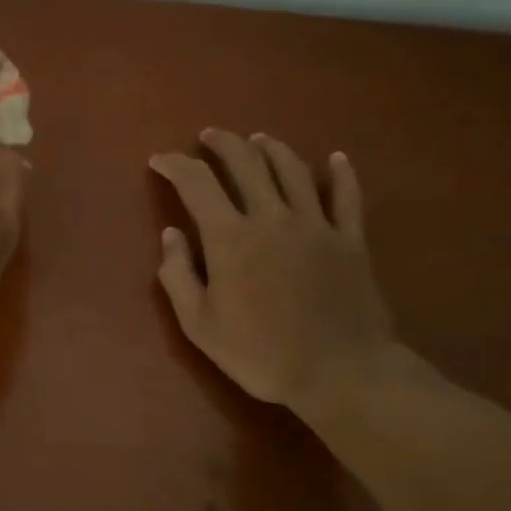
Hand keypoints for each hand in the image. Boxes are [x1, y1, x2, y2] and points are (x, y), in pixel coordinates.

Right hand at [150, 131, 401, 421]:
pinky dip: (340, 173)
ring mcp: (316, 224)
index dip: (174, 165)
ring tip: (256, 140)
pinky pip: (347, 196)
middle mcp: (272, 217)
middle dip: (222, 143)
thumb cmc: (261, 353)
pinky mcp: (350, 239)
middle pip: (246, 162)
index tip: (159, 161)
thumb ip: (177, 275)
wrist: (340, 374)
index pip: (196, 183)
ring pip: (292, 169)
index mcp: (230, 237)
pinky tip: (335, 158)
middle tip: (208, 137)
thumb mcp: (199, 325)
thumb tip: (171, 234)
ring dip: (270, 148)